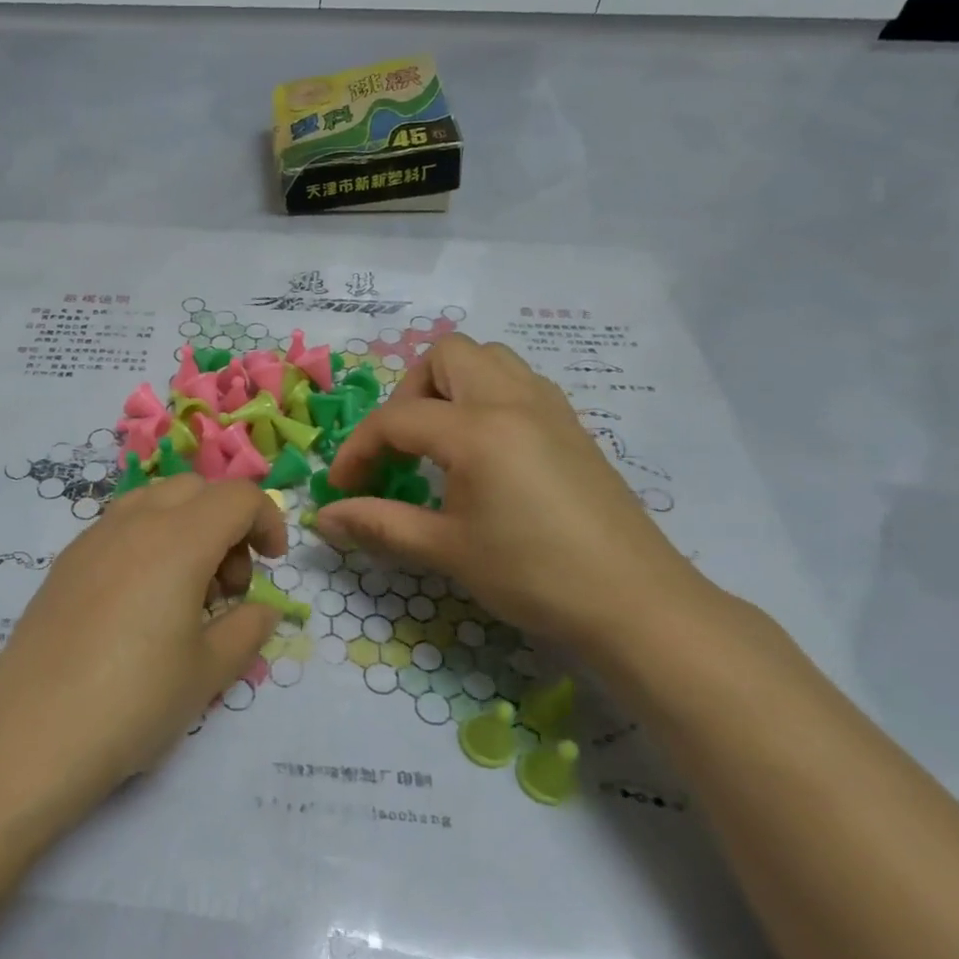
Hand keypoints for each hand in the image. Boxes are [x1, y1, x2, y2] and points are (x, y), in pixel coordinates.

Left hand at [0, 476, 287, 831]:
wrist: (31, 737)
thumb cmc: (134, 702)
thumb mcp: (207, 672)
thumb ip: (246, 631)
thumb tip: (262, 610)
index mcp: (178, 540)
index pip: (237, 497)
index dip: (268, 521)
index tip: (273, 565)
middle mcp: (133, 524)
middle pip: (195, 490)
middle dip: (226, 523)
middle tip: (229, 586)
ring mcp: (91, 540)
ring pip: (153, 502)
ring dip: (185, 528)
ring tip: (186, 594)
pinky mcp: (63, 565)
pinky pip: (118, 529)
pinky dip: (147, 543)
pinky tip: (140, 605)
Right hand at [315, 334, 713, 654]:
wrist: (635, 602)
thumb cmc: (533, 574)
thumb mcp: (446, 550)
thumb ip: (379, 525)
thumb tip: (323, 519)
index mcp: (478, 429)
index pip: (396, 419)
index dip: (357, 451)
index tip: (342, 489)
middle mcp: (513, 401)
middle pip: (445, 356)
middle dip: (408, 395)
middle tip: (400, 449)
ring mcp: (550, 408)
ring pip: (488, 360)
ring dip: (450, 387)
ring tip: (439, 442)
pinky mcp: (572, 426)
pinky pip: (518, 383)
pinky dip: (486, 398)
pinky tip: (484, 453)